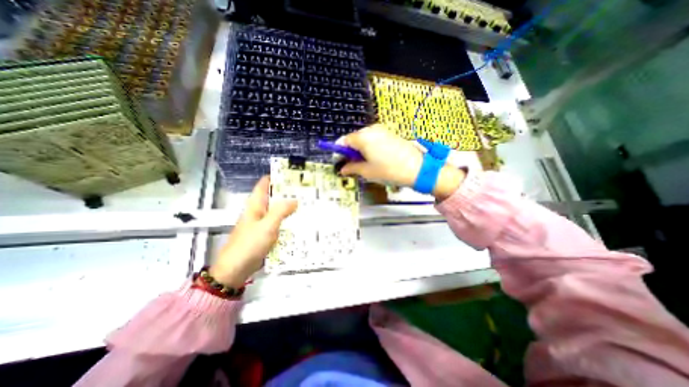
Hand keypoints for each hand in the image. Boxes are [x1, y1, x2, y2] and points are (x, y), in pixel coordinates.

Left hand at [209, 177, 297, 287]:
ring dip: (290, 207)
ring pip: (278, 210)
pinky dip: (288, 220)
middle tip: (306, 190)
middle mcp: (259, 210)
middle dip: (288, 192)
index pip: (265, 184)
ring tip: (307, 203)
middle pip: (274, 196)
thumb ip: (281, 211)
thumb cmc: (249, 244)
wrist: (236, 269)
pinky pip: (279, 222)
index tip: (293, 175)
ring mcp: (263, 222)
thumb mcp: (267, 225)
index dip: (277, 177)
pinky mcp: (266, 233)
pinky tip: (300, 221)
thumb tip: (295, 200)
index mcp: (256, 204)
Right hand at [339, 125, 462, 198]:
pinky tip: (374, 158)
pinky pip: (373, 138)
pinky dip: (369, 147)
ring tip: (364, 164)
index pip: (344, 141)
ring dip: (360, 150)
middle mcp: (371, 129)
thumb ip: (351, 168)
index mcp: (363, 137)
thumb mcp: (367, 172)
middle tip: (351, 165)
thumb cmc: (388, 170)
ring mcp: (382, 130)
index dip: (339, 151)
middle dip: (350, 151)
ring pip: (364, 139)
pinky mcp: (390, 134)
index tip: (339, 162)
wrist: (417, 168)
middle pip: (354, 138)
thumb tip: (342, 169)